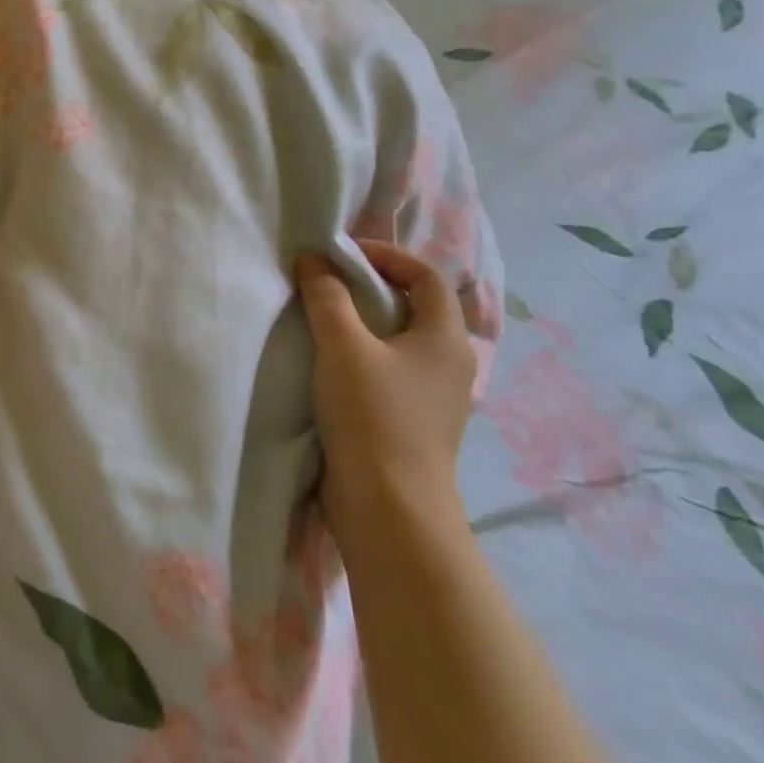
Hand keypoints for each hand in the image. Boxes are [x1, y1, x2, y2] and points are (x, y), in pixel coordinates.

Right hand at [295, 240, 476, 537]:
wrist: (389, 509)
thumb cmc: (373, 416)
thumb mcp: (343, 346)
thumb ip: (327, 296)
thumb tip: (314, 260)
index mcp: (446, 338)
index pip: (428, 276)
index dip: (388, 256)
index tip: (344, 254)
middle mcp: (449, 364)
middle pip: (415, 307)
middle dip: (371, 287)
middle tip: (328, 280)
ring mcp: (434, 397)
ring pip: (400, 341)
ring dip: (363, 322)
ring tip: (322, 318)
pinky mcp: (413, 423)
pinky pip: (390, 370)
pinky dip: (362, 355)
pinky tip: (330, 364)